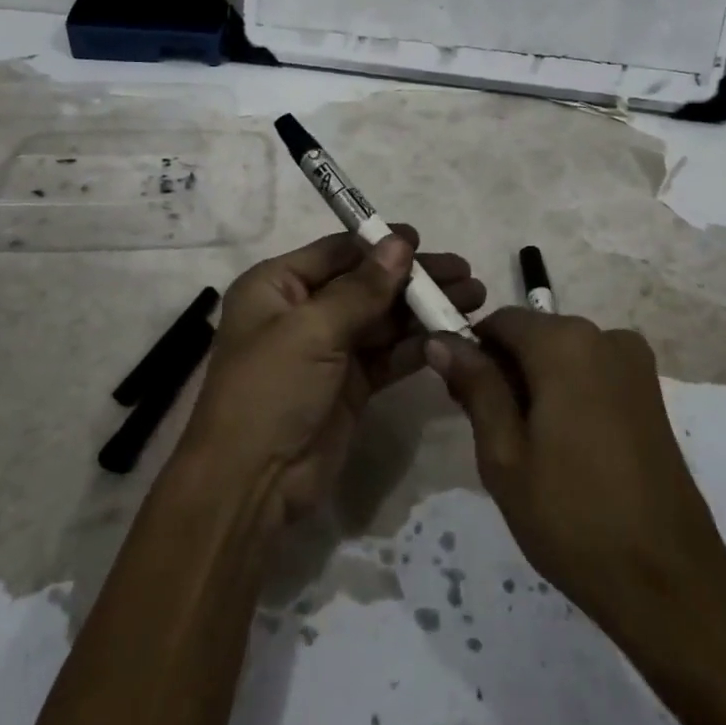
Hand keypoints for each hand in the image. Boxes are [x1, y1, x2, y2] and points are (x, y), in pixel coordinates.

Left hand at [178, 227, 486, 530]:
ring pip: (383, 319)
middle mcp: (302, 311)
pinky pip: (388, 355)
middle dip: (413, 278)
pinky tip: (452, 334)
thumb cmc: (271, 389)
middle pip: (366, 284)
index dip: (380, 244)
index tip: (424, 241)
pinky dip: (417, 345)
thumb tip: (401, 243)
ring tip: (473, 298)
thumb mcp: (312, 330)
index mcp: (277, 286)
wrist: (252, 484)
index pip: (337, 252)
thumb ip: (362, 288)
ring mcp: (328, 350)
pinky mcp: (350, 385)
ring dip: (423, 309)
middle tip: (465, 272)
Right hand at [426, 309, 725, 640]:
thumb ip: (475, 386)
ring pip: (562, 355)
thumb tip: (440, 339)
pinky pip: (591, 373)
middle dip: (505, 371)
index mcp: (565, 343)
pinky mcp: (650, 392)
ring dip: (536, 384)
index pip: (499, 322)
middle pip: (533, 335)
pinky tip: (566, 449)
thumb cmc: (572, 517)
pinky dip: (568, 393)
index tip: (460, 400)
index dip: (472, 354)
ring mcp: (634, 364)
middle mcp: (605, 336)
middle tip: (491, 434)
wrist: (668, 582)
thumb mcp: (504, 454)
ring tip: (528, 450)